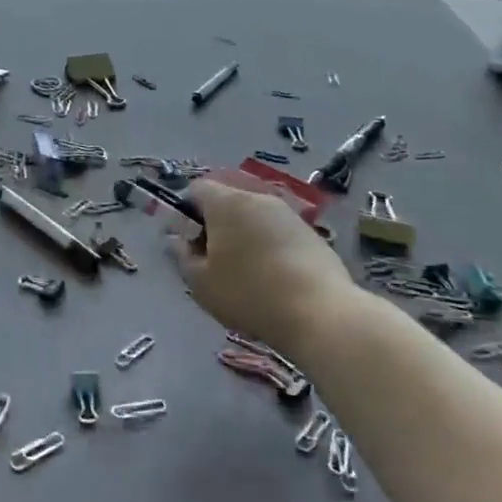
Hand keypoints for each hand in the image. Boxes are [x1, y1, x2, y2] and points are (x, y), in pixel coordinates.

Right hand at [172, 179, 353, 353]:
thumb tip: (180, 241)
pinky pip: (279, 233)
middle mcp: (258, 198)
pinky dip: (270, 249)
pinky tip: (275, 281)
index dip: (187, 212)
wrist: (320, 313)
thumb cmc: (249, 294)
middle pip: (227, 202)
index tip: (190, 244)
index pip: (197, 189)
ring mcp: (288, 214)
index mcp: (226, 202)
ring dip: (244, 238)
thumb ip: (183, 256)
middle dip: (217, 227)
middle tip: (215, 263)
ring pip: (254, 218)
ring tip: (247, 276)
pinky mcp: (311, 234)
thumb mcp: (201, 283)